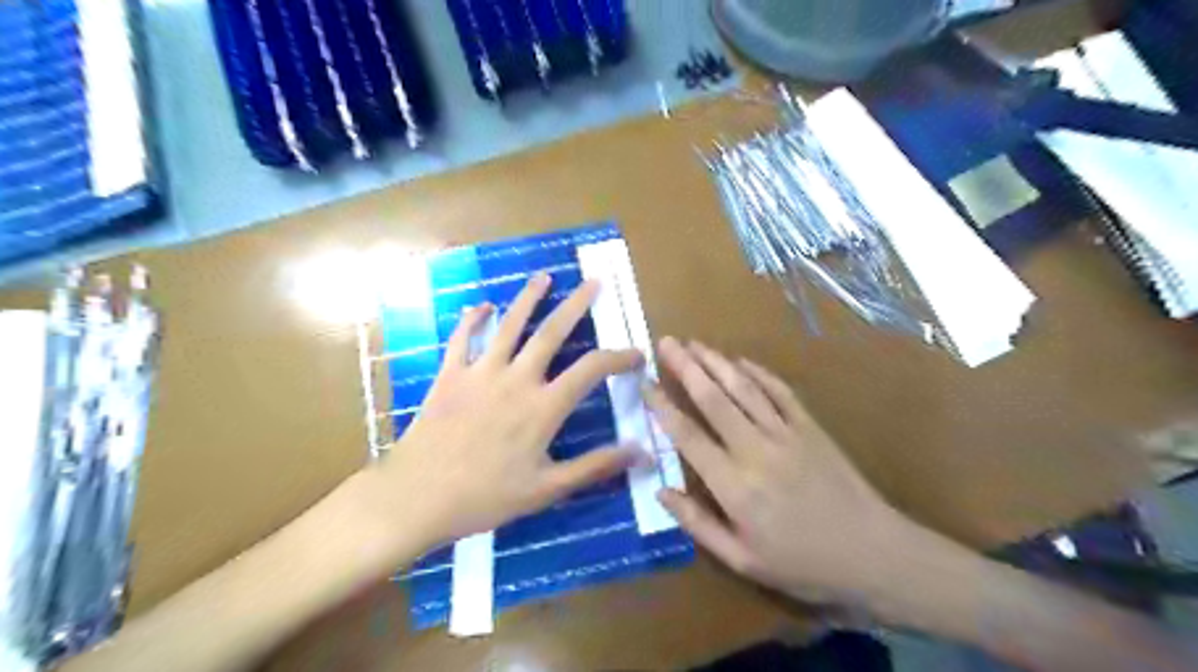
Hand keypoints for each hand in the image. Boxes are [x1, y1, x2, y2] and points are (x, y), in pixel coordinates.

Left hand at [363, 274, 651, 550]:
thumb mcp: (547, 489)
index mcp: (543, 407)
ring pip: (509, 325)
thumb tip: (641, 451)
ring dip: (528, 298)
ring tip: (544, 277)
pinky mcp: (450, 375)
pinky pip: (462, 338)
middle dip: (576, 305)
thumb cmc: (485, 497)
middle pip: (552, 332)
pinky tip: (482, 306)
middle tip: (593, 283)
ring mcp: (480, 372)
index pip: (591, 370)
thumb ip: (594, 467)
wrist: (418, 496)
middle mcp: (516, 379)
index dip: (619, 357)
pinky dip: (472, 319)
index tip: (636, 354)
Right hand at [646, 338, 924, 605]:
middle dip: (686, 367)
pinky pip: (779, 391)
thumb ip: (698, 524)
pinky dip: (758, 372)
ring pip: (743, 388)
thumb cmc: (803, 564)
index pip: (688, 435)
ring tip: (694, 342)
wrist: (874, 553)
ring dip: (716, 362)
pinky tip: (740, 360)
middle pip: (713, 399)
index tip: (646, 384)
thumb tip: (661, 491)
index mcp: (734, 485)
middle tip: (666, 342)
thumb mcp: (742, 560)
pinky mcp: (810, 427)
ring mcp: (786, 433)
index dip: (663, 406)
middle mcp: (755, 450)